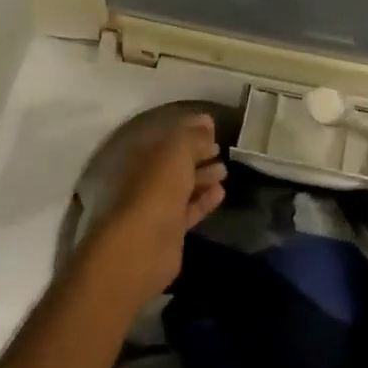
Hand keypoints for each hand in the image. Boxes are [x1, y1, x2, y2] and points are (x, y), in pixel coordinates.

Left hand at [85, 113, 226, 306]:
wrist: (143, 245)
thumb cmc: (157, 190)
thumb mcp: (176, 153)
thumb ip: (191, 136)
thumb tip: (206, 122)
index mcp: (142, 156)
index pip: (167, 137)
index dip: (189, 129)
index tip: (212, 125)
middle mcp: (147, 178)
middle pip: (175, 161)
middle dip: (197, 153)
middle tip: (219, 147)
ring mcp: (157, 205)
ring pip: (183, 185)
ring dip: (203, 176)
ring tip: (224, 169)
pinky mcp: (170, 230)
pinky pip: (190, 208)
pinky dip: (204, 199)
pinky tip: (221, 192)